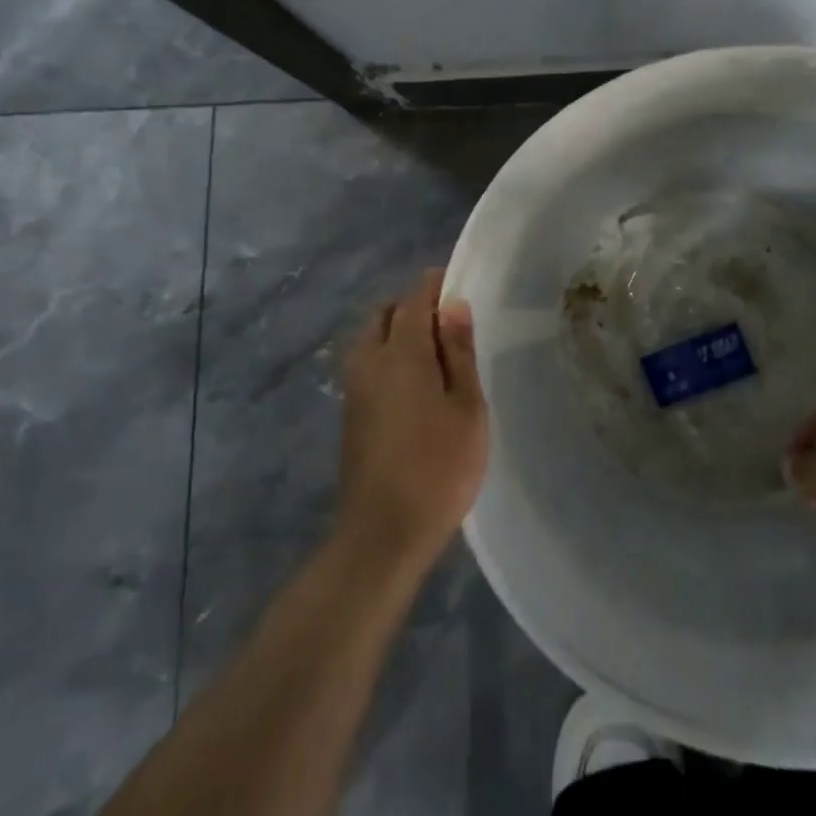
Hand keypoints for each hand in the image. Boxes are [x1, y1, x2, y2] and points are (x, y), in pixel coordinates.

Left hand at [337, 268, 487, 571]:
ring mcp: (354, 388)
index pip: (413, 298)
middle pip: (385, 314)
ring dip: (396, 332)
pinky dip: (387, 357)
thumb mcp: (466, 408)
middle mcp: (368, 361)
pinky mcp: (349, 413)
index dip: (434, 284)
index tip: (458, 282)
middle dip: (412, 306)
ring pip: (370, 339)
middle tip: (448, 322)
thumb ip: (459, 352)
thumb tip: (452, 304)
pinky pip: (367, 364)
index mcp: (400, 353)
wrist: (382, 534)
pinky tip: (414, 383)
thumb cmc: (438, 468)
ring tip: (434, 353)